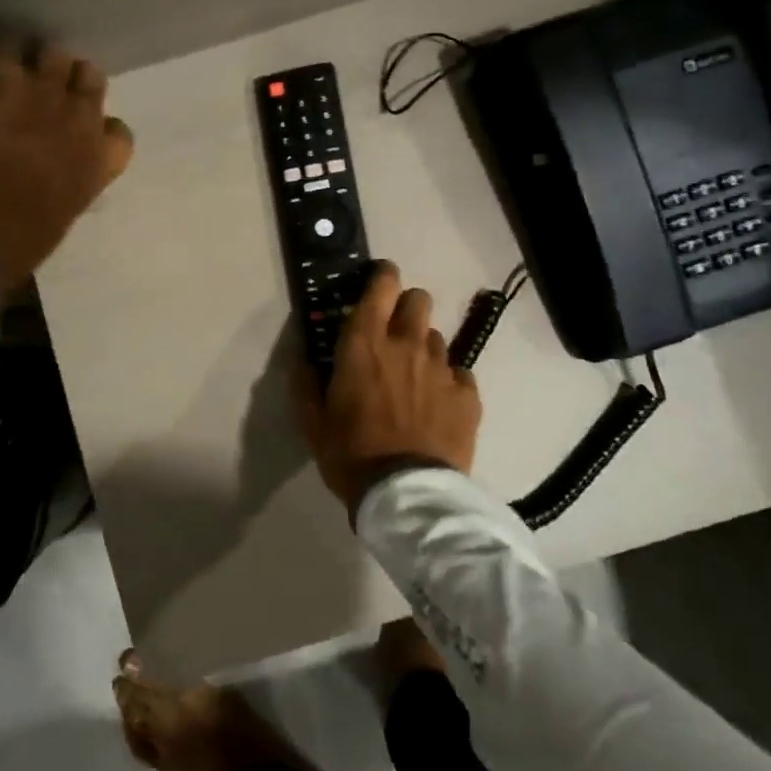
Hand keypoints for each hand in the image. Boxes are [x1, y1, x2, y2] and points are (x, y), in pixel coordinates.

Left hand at [0, 41, 133, 300]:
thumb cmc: (12, 248)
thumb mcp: (59, 221)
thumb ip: (70, 188)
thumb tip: (58, 180)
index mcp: (99, 165)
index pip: (120, 133)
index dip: (100, 130)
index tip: (80, 135)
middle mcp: (81, 122)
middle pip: (91, 78)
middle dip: (72, 82)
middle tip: (46, 91)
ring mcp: (43, 96)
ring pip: (57, 55)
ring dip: (40, 62)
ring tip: (17, 71)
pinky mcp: (1, 82)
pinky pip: (8, 48)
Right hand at [293, 261, 481, 515]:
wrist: (406, 495)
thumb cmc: (351, 453)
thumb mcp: (313, 421)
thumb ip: (305, 383)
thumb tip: (302, 360)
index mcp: (364, 343)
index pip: (382, 286)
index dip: (382, 275)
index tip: (379, 279)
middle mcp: (406, 344)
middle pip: (418, 299)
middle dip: (406, 306)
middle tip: (393, 331)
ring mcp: (441, 367)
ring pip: (436, 337)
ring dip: (423, 347)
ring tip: (414, 376)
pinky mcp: (467, 394)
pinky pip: (458, 371)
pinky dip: (446, 379)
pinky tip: (436, 403)